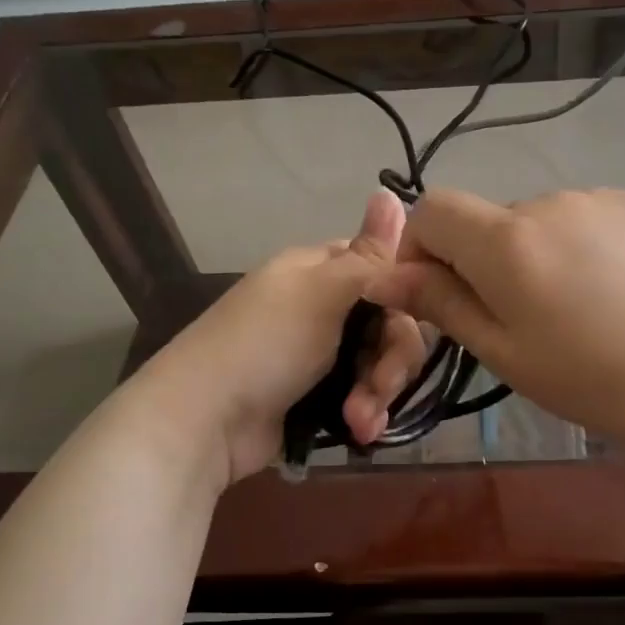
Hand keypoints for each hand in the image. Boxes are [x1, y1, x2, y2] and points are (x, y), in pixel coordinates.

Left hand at [139, 191, 429, 484]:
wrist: (208, 421)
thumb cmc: (265, 344)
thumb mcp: (321, 292)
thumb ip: (368, 256)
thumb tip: (390, 192)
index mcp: (321, 271)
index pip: (384, 269)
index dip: (406, 295)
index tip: (416, 317)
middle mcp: (324, 307)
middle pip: (390, 324)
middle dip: (392, 360)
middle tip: (380, 385)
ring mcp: (322, 355)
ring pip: (380, 365)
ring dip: (379, 394)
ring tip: (360, 421)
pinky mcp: (321, 397)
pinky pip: (364, 397)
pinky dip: (366, 414)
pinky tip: (359, 432)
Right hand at [365, 187, 624, 464]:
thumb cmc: (596, 380)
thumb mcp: (506, 354)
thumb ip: (443, 305)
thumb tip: (383, 276)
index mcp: (507, 241)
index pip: (431, 209)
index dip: (420, 248)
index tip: (438, 296)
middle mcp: (549, 202)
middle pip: (488, 222)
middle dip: (484, 264)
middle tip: (521, 326)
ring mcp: (601, 199)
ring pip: (539, 223)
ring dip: (535, 257)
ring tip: (577, 314)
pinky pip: (585, 221)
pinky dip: (579, 249)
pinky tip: (614, 294)